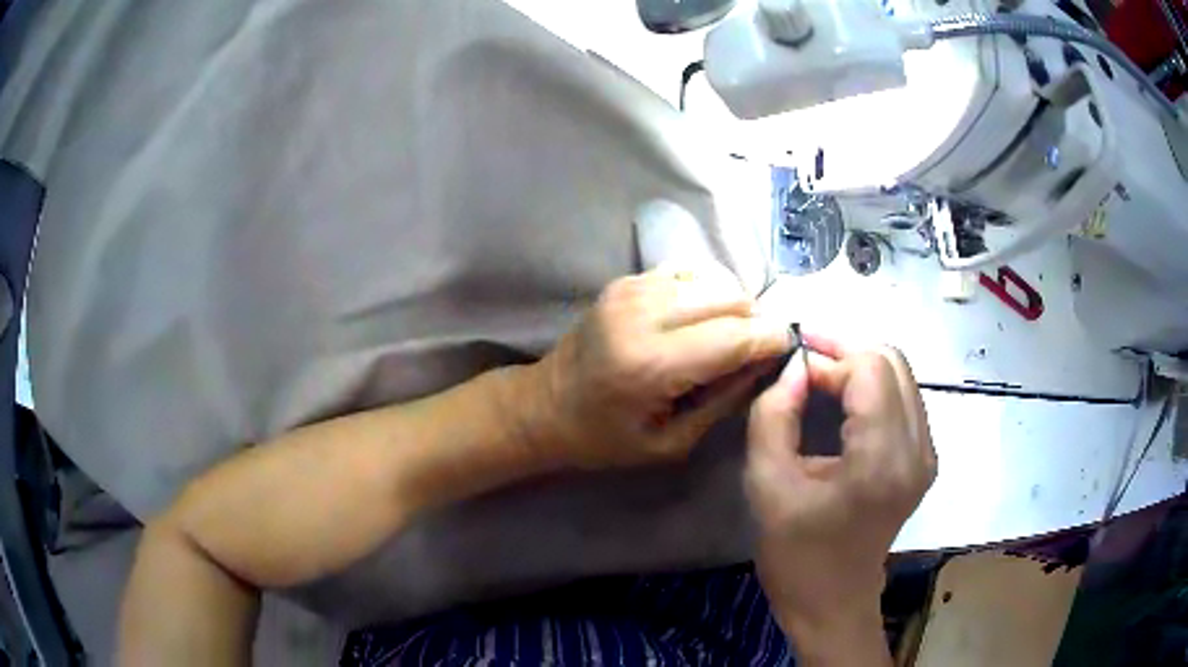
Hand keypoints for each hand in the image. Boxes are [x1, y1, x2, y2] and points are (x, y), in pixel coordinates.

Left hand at [526, 261, 791, 468]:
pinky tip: (699, 319)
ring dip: (732, 305)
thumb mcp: (671, 442)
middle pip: (729, 298)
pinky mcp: (626, 280)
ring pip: (712, 278)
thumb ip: (724, 400)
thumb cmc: (605, 438)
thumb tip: (769, 361)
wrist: (545, 405)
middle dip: (755, 321)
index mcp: (651, 364)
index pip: (735, 336)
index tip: (790, 348)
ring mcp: (631, 289)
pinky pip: (687, 272)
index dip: (771, 340)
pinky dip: (705, 292)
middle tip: (755, 350)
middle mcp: (642, 314)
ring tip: (727, 336)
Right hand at [745, 335, 935, 645]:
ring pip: (900, 375)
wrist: (833, 604)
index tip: (790, 371)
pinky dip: (871, 388)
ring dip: (858, 367)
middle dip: (845, 352)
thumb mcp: (767, 487)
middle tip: (802, 365)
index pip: (869, 369)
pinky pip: (903, 399)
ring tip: (816, 378)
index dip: (828, 357)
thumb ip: (774, 416)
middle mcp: (917, 448)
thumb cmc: (796, 556)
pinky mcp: (924, 460)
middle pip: (892, 362)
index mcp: (881, 459)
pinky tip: (842, 402)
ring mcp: (926, 454)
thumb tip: (794, 367)